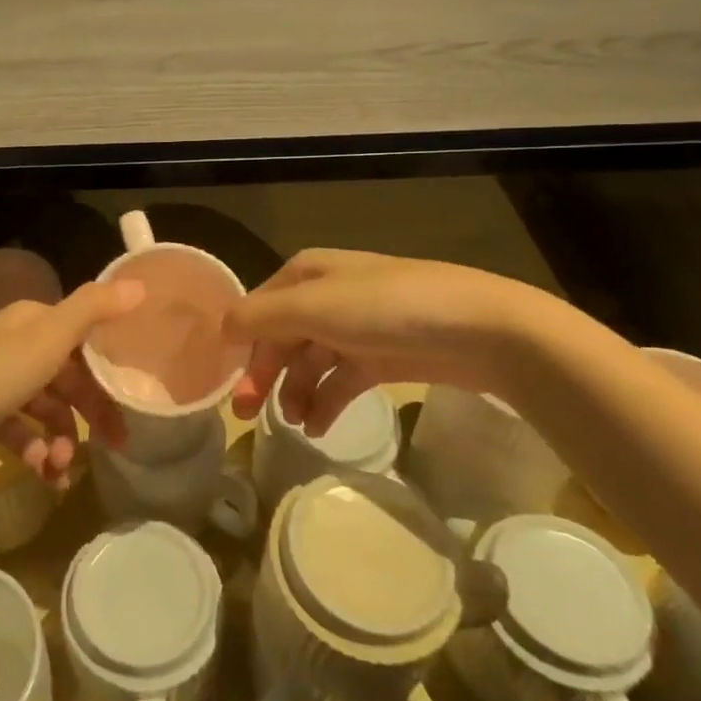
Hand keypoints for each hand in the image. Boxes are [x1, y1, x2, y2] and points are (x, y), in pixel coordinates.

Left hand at [0, 279, 143, 485]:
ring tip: (61, 471)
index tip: (135, 400)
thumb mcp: (48, 340)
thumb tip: (141, 285)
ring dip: (60, 440)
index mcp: (35, 321)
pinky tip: (39, 474)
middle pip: (70, 377)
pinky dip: (34, 450)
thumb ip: (94, 311)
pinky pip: (21, 431)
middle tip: (116, 447)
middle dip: (91, 414)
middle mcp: (19, 344)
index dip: (112, 368)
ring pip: (46, 409)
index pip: (87, 339)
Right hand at [226, 250, 549, 435]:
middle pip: (281, 337)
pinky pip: (340, 380)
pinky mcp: (381, 358)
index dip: (241, 345)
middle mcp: (326, 296)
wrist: (480, 329)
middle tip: (249, 415)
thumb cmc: (387, 309)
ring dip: (295, 392)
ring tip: (293, 425)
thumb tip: (220, 328)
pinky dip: (325, 402)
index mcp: (306, 274)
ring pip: (309, 362)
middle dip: (264, 374)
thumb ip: (261, 317)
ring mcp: (356, 327)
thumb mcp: (315, 307)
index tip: (228, 386)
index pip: (258, 309)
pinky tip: (317, 426)